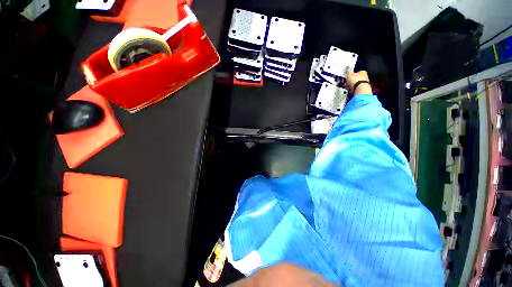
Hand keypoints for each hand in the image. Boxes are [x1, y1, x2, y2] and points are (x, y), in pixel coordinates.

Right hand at [345, 68, 371, 94]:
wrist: (360, 88)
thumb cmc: (356, 80)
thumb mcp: (350, 74)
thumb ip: (348, 71)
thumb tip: (347, 67)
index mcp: (363, 72)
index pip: (357, 72)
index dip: (351, 75)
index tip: (348, 77)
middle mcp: (365, 77)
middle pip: (356, 78)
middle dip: (351, 81)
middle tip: (346, 83)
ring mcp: (364, 83)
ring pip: (356, 83)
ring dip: (351, 85)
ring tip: (347, 87)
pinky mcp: (362, 88)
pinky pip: (356, 88)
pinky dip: (353, 89)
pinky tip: (350, 90)